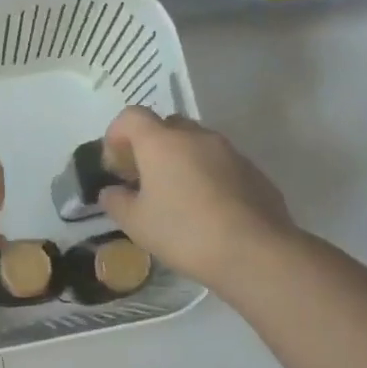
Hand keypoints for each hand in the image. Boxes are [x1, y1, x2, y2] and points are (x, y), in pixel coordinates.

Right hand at [98, 106, 296, 291]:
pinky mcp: (253, 170)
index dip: (116, 135)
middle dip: (150, 147)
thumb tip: (111, 192)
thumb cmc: (185, 232)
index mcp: (162, 142)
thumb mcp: (136, 224)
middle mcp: (196, 136)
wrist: (255, 251)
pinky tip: (207, 210)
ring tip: (176, 197)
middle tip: (144, 180)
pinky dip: (207, 176)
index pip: (131, 116)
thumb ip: (116, 202)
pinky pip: (220, 163)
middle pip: (166, 126)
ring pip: (196, 144)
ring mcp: (229, 151)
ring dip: (180, 161)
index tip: (115, 166)